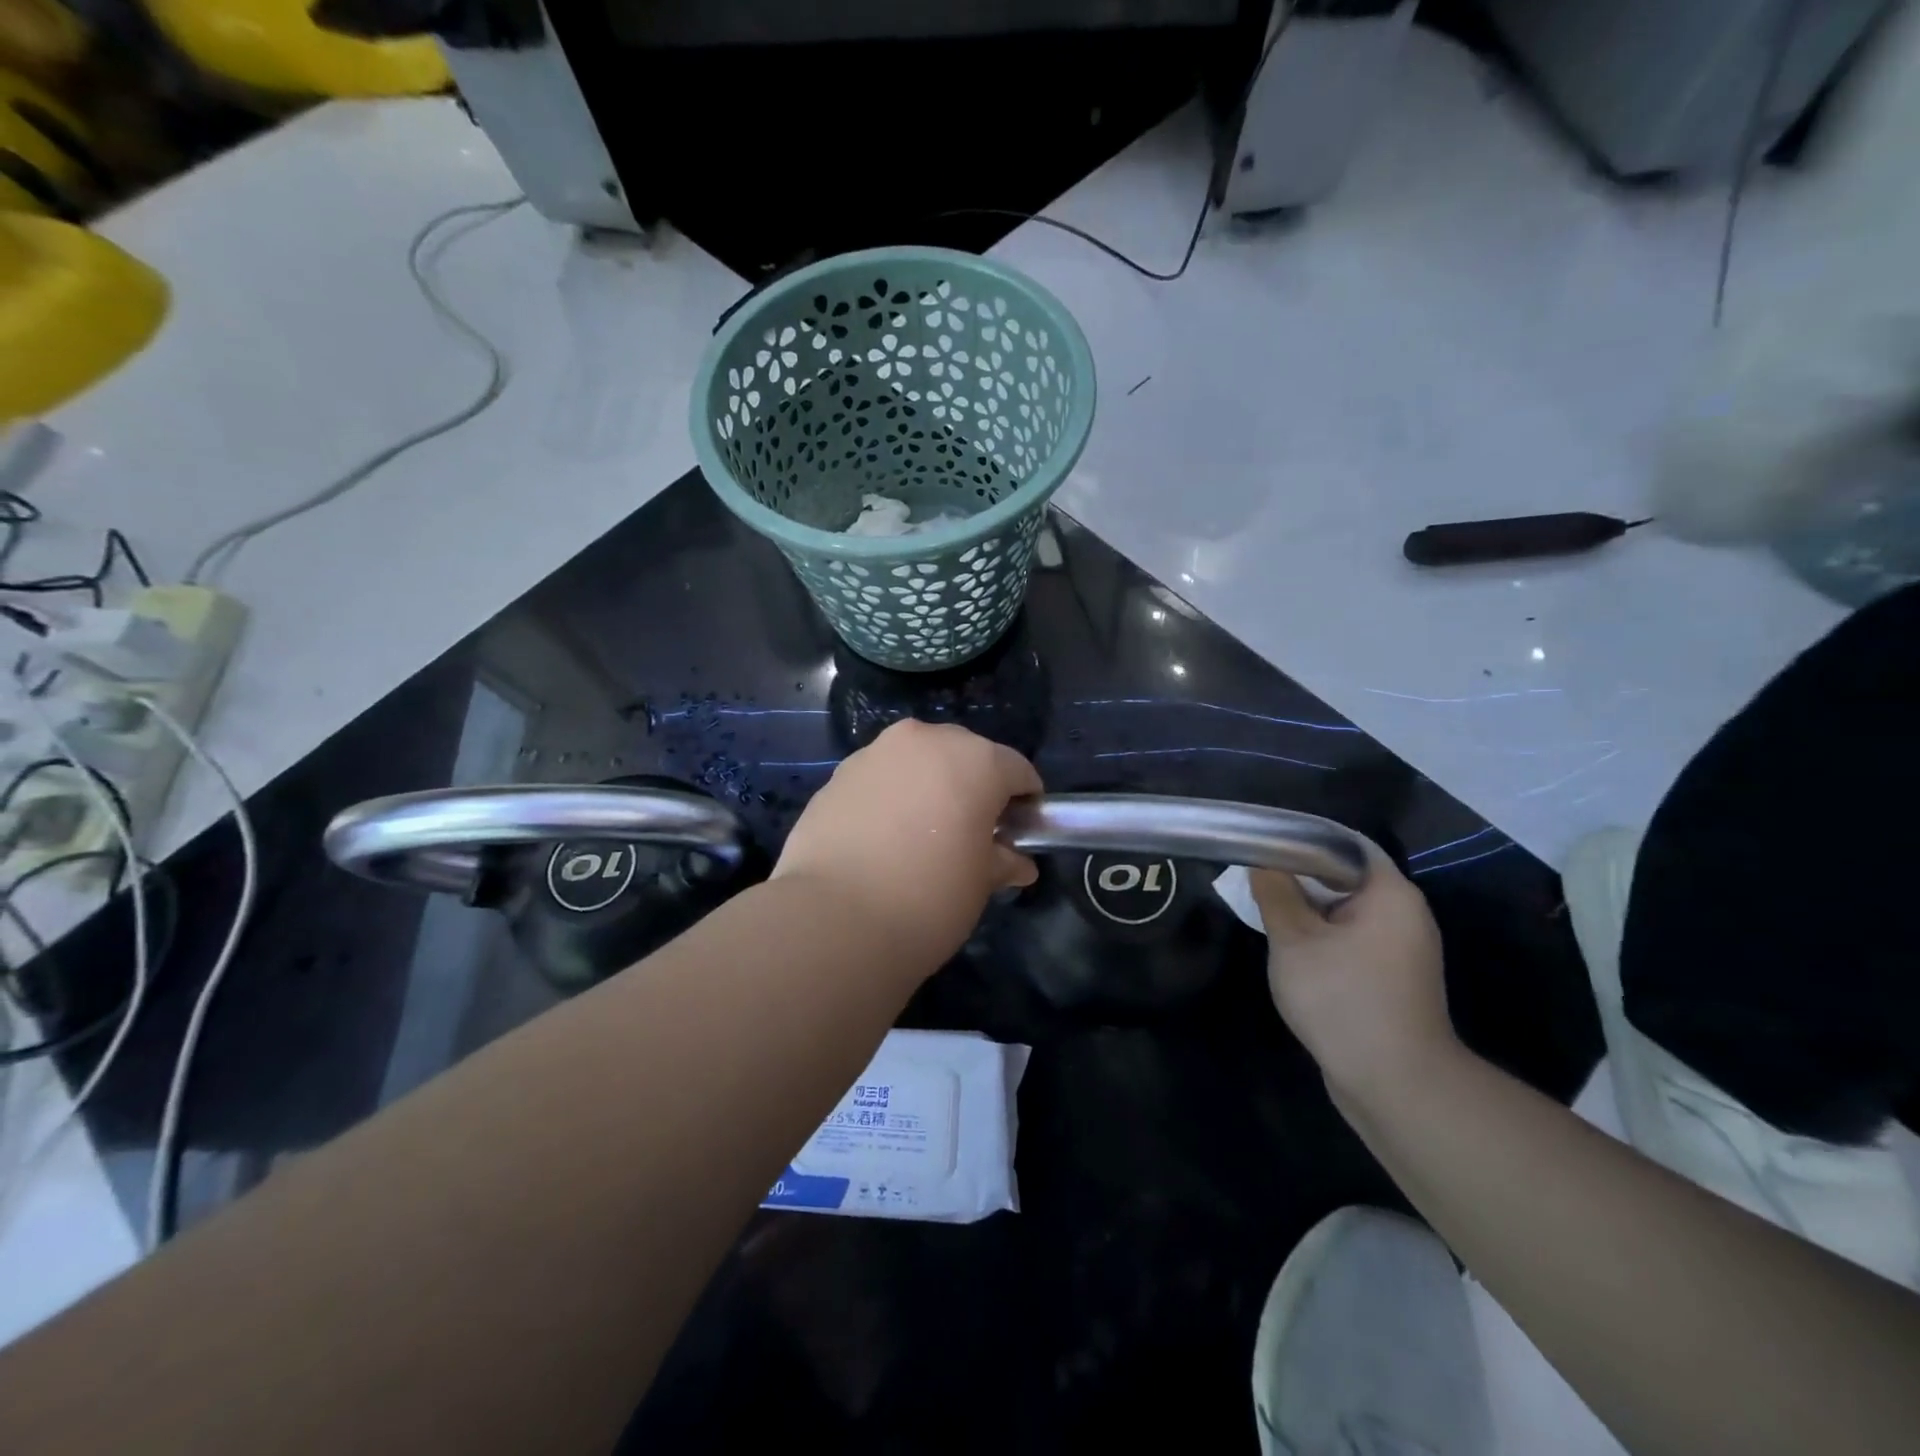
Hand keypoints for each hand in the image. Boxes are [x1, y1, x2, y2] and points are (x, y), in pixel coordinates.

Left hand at [772, 719, 1041, 967]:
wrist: (835, 918)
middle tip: (970, 831)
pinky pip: (879, 778)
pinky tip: (882, 839)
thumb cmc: (930, 898)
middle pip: (964, 754)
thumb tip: (1017, 864)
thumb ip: (1002, 861)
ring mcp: (876, 753)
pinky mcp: (838, 774)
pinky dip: (889, 797)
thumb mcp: (980, 883)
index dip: (1025, 801)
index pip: (1017, 770)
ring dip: (927, 786)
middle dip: (973, 786)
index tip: (1020, 831)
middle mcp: (926, 740)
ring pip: (917, 761)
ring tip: (920, 835)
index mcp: (976, 760)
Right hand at [1249, 842, 1457, 1102]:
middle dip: (1301, 878)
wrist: (1395, 1084)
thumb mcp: (1294, 940)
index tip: (1265, 844)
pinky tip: (1294, 951)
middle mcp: (1406, 915)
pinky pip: (1354, 941)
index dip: (1304, 839)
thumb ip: (1276, 894)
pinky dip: (1324, 938)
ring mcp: (1403, 951)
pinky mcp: (1393, 979)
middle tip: (1258, 879)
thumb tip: (1264, 863)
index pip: (1347, 845)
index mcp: (1391, 894)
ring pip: (1347, 913)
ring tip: (1268, 912)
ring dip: (1309, 911)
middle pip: (1347, 878)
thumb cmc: (1343, 998)